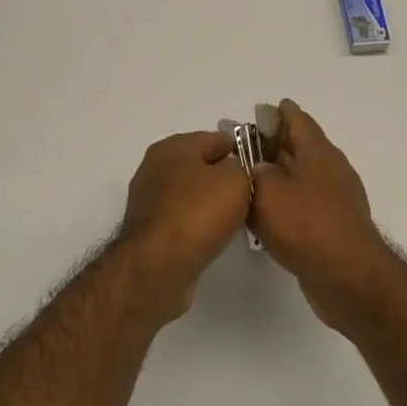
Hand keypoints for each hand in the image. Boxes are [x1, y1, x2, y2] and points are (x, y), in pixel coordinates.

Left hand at [116, 131, 252, 317]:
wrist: (156, 266)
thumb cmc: (197, 213)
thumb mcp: (235, 180)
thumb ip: (240, 168)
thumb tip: (231, 172)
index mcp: (173, 146)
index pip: (216, 139)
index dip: (241, 150)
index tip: (259, 170)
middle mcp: (155, 168)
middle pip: (200, 166)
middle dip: (224, 179)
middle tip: (250, 196)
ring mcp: (148, 200)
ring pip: (190, 194)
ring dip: (210, 204)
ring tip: (235, 219)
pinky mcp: (148, 230)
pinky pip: (181, 218)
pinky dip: (196, 225)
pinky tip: (212, 237)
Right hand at [249, 100, 393, 329]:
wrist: (347, 276)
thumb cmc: (305, 225)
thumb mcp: (268, 192)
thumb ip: (257, 173)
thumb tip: (261, 168)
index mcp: (318, 152)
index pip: (298, 120)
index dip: (280, 113)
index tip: (264, 109)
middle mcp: (331, 169)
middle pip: (300, 147)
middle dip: (275, 143)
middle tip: (246, 143)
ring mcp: (336, 198)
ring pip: (302, 176)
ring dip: (280, 174)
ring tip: (251, 177)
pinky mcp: (334, 225)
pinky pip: (306, 202)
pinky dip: (287, 199)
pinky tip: (269, 211)